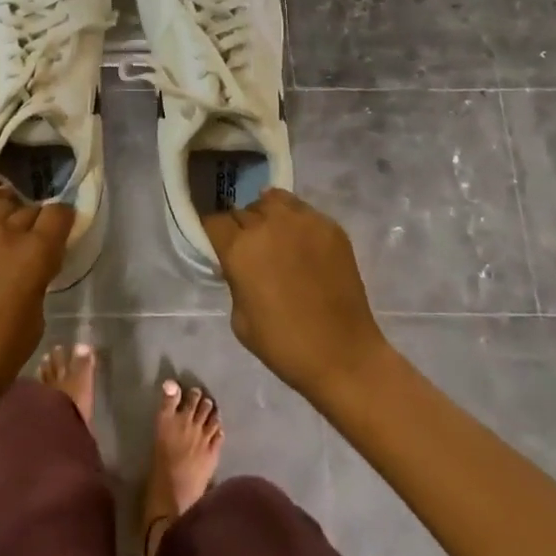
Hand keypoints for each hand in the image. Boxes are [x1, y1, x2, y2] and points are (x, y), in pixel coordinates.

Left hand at [0, 188, 72, 412]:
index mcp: (35, 253)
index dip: (62, 222)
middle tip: (29, 243)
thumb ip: (38, 278)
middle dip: (35, 222)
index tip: (59, 234)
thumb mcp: (36, 318)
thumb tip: (34, 263)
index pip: (59, 214)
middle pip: (29, 208)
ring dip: (8, 213)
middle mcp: (4, 231)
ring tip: (3, 230)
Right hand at [202, 189, 390, 404]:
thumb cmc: (283, 344)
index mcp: (240, 248)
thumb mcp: (239, 317)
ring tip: (275, 237)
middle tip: (250, 250)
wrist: (343, 355)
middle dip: (241, 228)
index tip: (218, 246)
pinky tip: (302, 245)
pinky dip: (296, 222)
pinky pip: (303, 211)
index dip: (213, 234)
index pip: (214, 221)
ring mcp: (303, 221)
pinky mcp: (330, 226)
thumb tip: (237, 264)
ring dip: (267, 215)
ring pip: (273, 200)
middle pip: (242, 210)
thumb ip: (234, 278)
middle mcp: (268, 224)